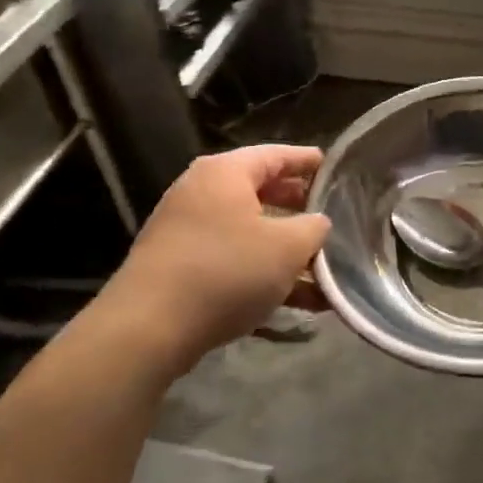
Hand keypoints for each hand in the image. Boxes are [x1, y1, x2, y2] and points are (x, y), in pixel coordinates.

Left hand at [92, 144, 329, 370]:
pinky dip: (263, 272)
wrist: (150, 327)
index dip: (307, 161)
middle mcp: (201, 193)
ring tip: (323, 270)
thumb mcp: (288, 247)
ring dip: (286, 250)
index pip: (275, 155)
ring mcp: (186, 231)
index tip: (332, 167)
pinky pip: (233, 260)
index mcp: (225, 173)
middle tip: (328, 216)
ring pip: (249, 232)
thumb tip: (317, 223)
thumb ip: (313, 228)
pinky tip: (297, 300)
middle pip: (260, 192)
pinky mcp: (180, 267)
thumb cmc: (226, 271)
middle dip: (297, 207)